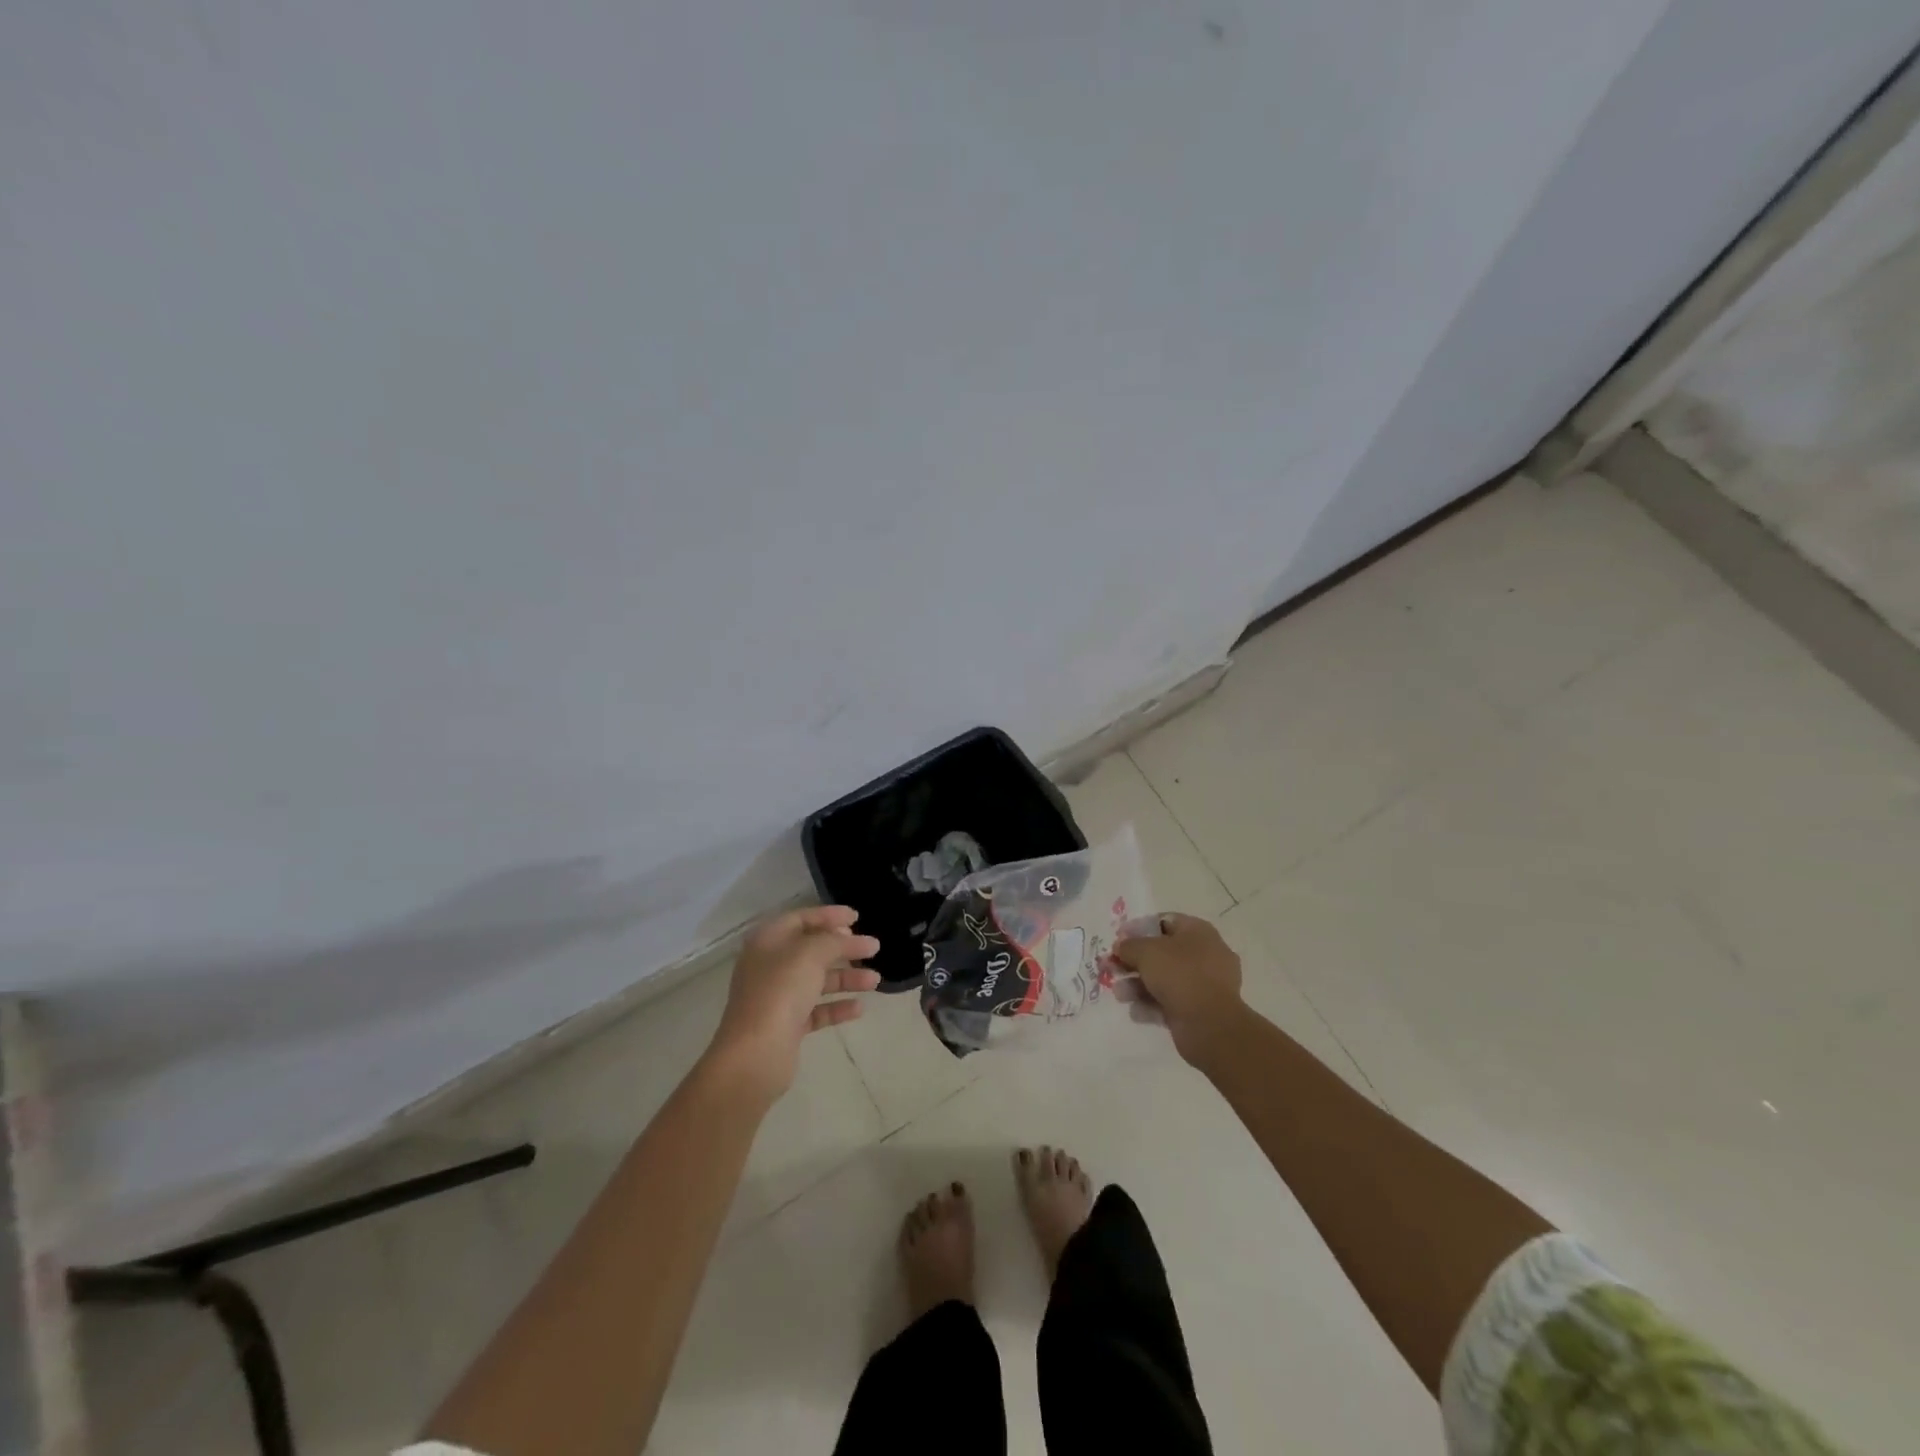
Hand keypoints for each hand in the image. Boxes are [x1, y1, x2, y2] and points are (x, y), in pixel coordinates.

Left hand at [707, 905, 880, 1099]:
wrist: (756, 1054)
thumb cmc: (780, 991)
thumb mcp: (811, 954)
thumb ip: (836, 941)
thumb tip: (855, 939)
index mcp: (768, 941)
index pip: (801, 918)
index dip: (830, 915)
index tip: (857, 918)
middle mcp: (770, 966)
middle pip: (812, 950)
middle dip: (843, 948)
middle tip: (871, 948)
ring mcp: (777, 997)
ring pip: (817, 980)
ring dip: (847, 978)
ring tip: (876, 980)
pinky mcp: (786, 1025)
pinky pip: (816, 1009)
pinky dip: (837, 1007)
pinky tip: (859, 1008)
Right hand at [1111, 913, 1244, 1067]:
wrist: (1210, 1025)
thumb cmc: (1179, 975)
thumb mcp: (1146, 952)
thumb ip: (1129, 946)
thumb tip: (1120, 946)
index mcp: (1198, 932)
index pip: (1164, 921)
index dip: (1138, 929)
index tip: (1118, 939)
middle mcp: (1205, 955)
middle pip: (1162, 953)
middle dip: (1134, 962)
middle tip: (1112, 968)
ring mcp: (1204, 984)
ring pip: (1164, 979)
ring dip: (1138, 985)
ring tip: (1120, 994)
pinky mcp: (1200, 1009)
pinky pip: (1171, 1002)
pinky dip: (1152, 1005)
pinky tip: (1136, 1012)